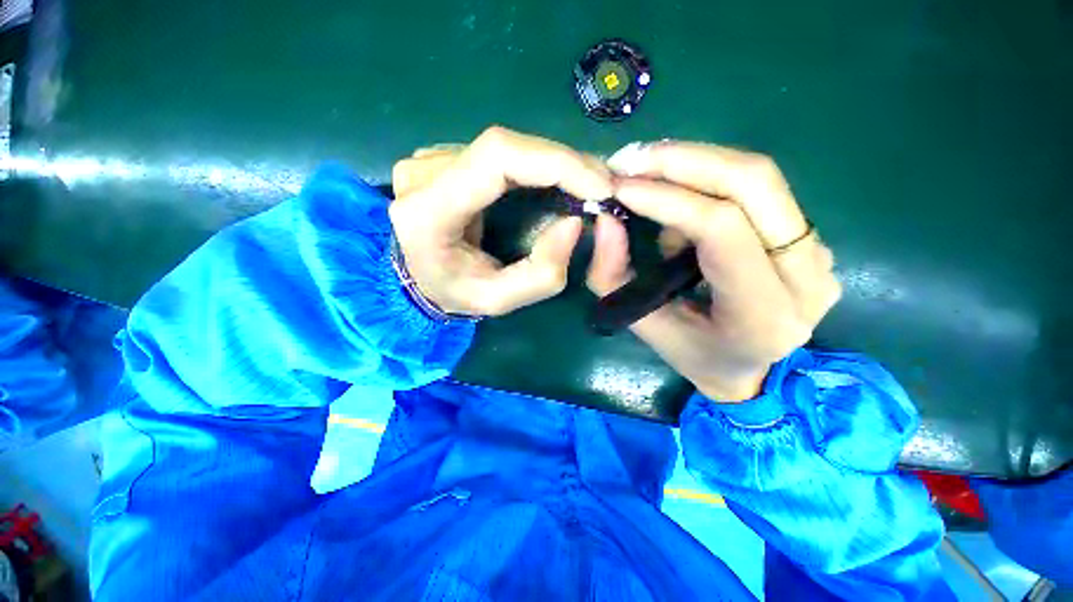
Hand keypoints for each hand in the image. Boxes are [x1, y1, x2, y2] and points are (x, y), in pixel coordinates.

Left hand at [390, 126, 611, 316]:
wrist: (418, 278)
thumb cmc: (454, 293)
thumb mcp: (498, 301)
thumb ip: (541, 275)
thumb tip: (574, 222)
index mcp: (428, 211)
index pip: (496, 159)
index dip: (555, 161)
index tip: (599, 184)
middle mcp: (423, 174)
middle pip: (505, 146)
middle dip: (563, 163)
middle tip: (601, 185)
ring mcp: (430, 159)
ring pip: (506, 146)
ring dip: (552, 164)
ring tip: (584, 185)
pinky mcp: (443, 157)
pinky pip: (500, 153)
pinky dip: (535, 165)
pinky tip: (555, 182)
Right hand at [588, 142, 840, 400]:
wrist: (751, 369)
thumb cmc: (692, 354)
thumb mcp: (641, 323)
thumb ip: (613, 275)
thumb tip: (606, 218)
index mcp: (763, 315)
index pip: (722, 229)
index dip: (667, 198)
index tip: (620, 186)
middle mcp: (807, 278)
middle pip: (754, 183)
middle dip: (684, 160)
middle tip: (631, 159)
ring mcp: (819, 253)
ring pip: (759, 178)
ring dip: (693, 166)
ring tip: (646, 181)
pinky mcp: (810, 238)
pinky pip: (758, 190)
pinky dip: (708, 184)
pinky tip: (678, 204)